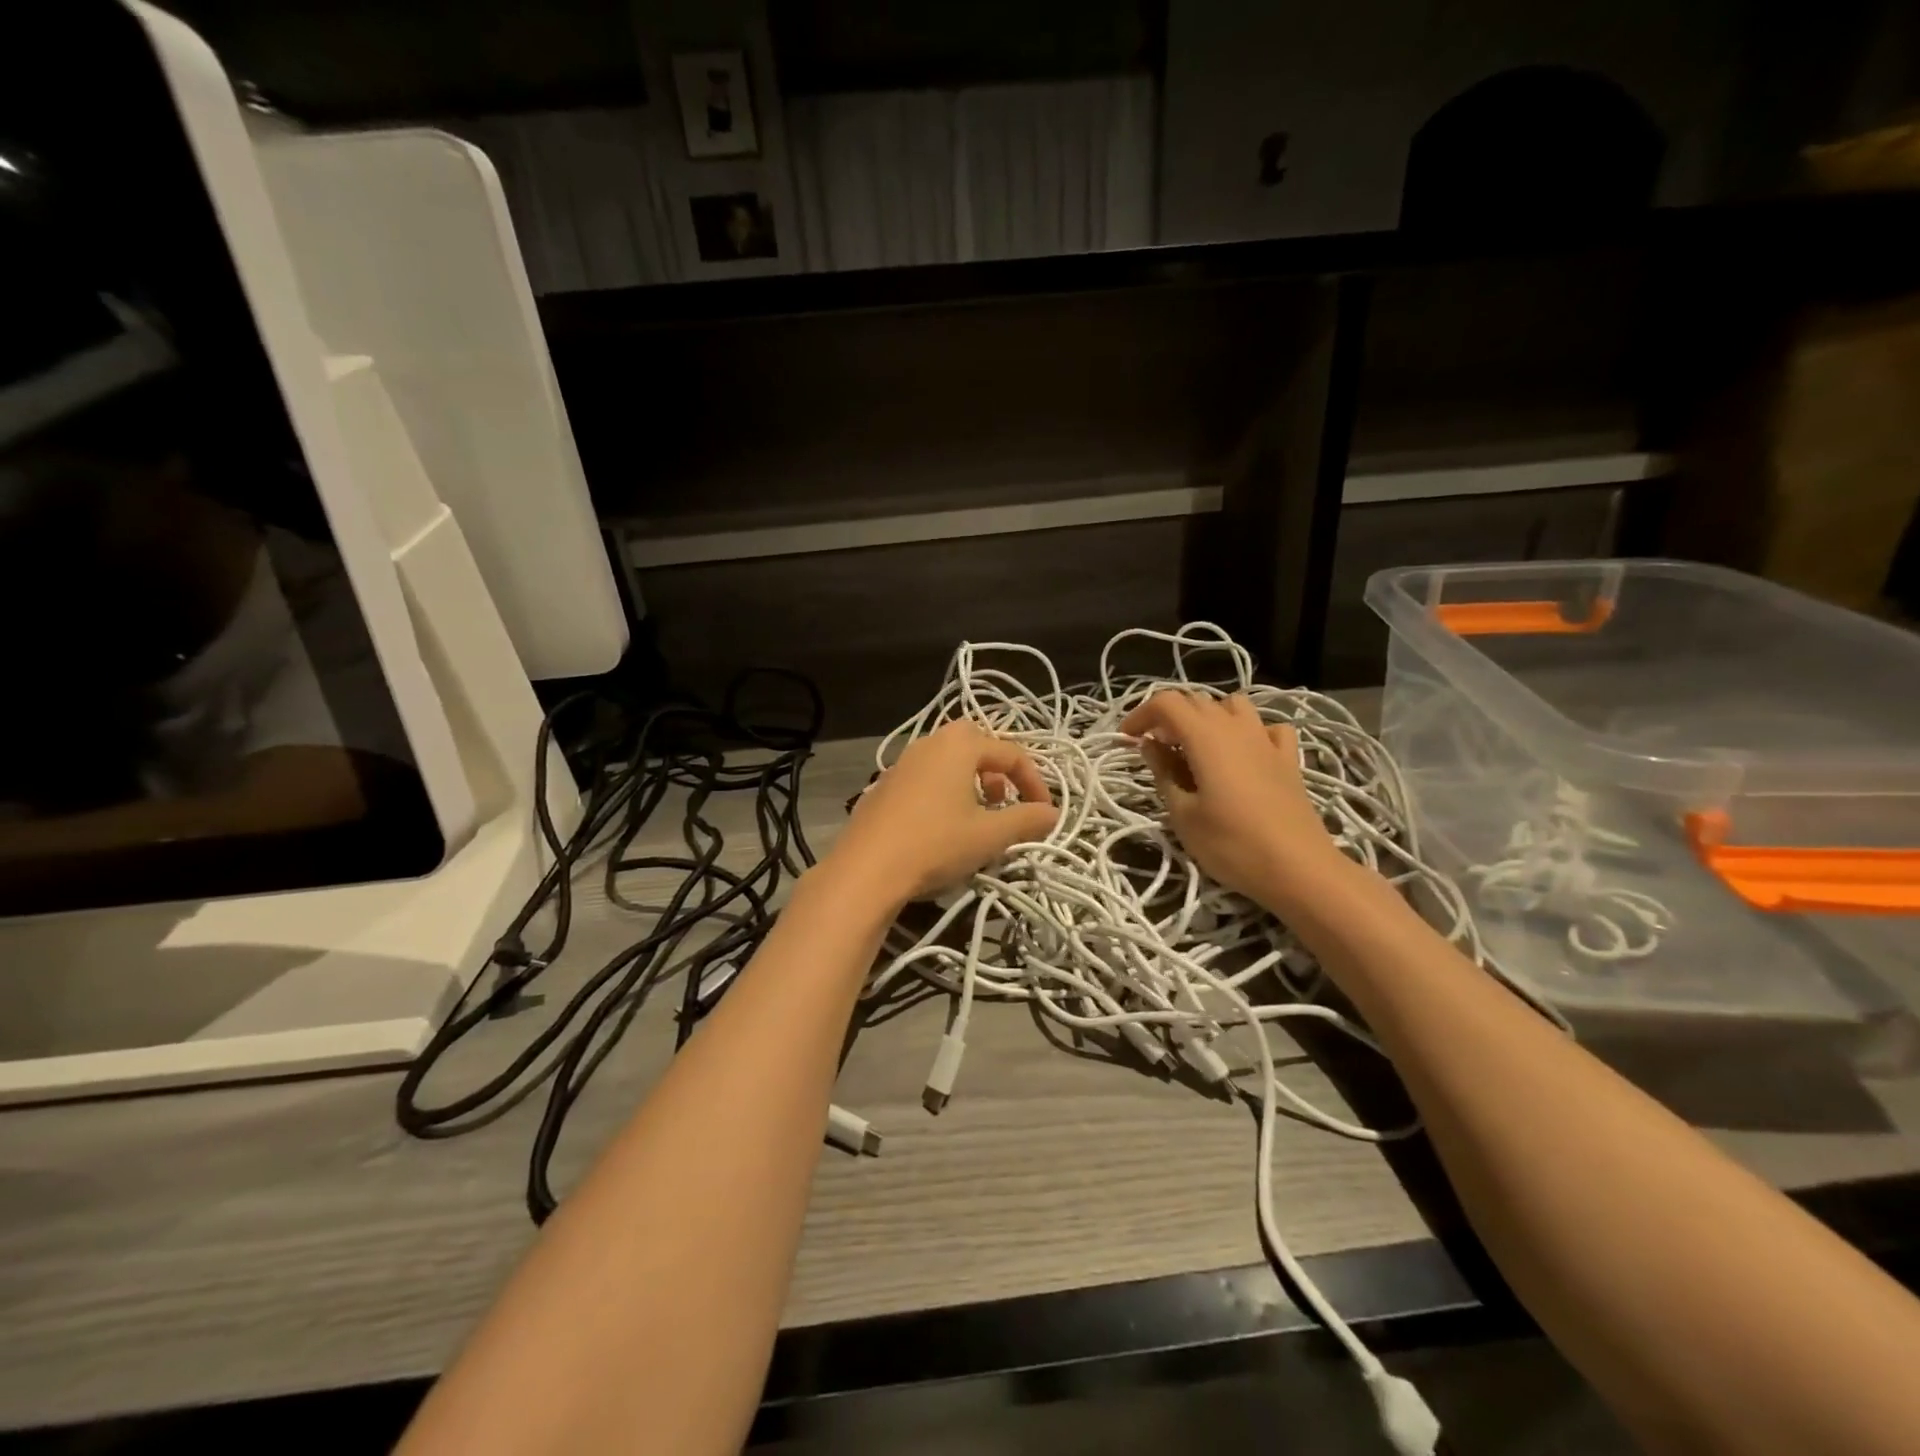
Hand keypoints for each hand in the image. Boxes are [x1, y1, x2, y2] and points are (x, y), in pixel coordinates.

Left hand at [828, 722, 1058, 906]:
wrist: (866, 869)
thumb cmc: (935, 844)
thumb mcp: (990, 836)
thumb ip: (1026, 820)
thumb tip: (1053, 814)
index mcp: (959, 746)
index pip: (1010, 753)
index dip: (1034, 782)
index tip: (1044, 814)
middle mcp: (929, 744)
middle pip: (974, 744)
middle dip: (997, 771)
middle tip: (1004, 802)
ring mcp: (901, 764)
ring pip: (947, 762)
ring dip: (970, 783)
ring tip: (976, 819)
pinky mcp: (883, 787)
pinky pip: (924, 779)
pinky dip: (943, 793)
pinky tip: (941, 829)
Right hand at [1120, 690, 1345, 907]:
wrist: (1299, 869)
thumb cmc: (1231, 845)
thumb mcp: (1183, 815)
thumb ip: (1163, 773)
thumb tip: (1150, 745)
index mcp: (1206, 736)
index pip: (1167, 703)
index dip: (1141, 714)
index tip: (1126, 739)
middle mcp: (1236, 727)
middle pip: (1197, 701)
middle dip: (1169, 717)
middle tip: (1154, 749)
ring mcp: (1267, 740)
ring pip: (1234, 706)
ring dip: (1208, 717)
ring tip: (1196, 747)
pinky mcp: (1289, 759)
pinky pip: (1267, 729)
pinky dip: (1249, 732)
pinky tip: (1244, 754)